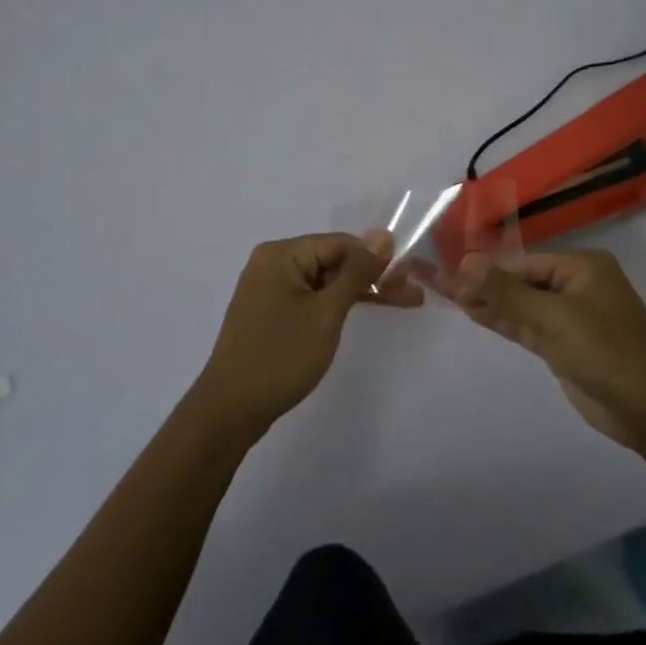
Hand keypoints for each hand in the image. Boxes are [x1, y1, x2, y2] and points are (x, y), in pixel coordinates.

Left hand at [191, 232, 417, 440]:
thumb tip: (383, 235)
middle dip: (374, 276)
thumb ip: (356, 272)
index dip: (377, 257)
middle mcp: (274, 264)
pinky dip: (340, 306)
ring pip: (327, 282)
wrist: (231, 410)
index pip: (340, 243)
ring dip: (363, 292)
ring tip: (405, 303)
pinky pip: (314, 299)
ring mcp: (272, 290)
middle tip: (414, 294)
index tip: (412, 276)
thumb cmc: (280, 356)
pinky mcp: (274, 314)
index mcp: (281, 254)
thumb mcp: (326, 312)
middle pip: (334, 261)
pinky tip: (367, 310)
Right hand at [444, 249, 645, 451]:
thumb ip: (507, 291)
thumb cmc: (608, 352)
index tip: (448, 275)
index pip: (523, 262)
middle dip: (484, 284)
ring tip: (448, 298)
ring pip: (521, 304)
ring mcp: (570, 317)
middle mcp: (576, 285)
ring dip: (489, 303)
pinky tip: (474, 314)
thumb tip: (464, 261)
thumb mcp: (554, 318)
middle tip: (440, 286)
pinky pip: (527, 325)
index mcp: (583, 267)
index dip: (486, 269)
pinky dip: (503, 321)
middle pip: (520, 280)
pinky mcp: (564, 345)